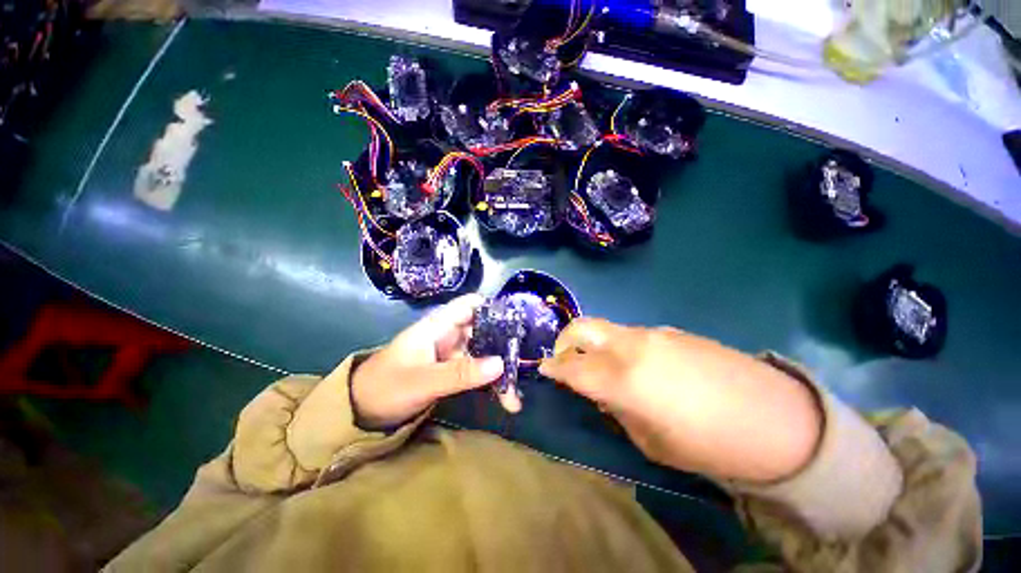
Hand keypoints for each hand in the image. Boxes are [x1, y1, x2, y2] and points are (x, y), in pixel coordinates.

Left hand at [351, 294, 505, 428]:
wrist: (362, 411)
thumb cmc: (386, 386)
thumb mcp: (423, 381)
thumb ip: (460, 372)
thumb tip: (500, 363)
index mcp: (440, 324)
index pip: (471, 305)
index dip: (495, 308)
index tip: (519, 322)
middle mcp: (450, 334)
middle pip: (484, 330)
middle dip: (505, 347)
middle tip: (525, 365)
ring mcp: (453, 353)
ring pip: (484, 354)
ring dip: (501, 371)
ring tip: (516, 397)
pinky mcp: (454, 370)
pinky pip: (478, 371)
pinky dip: (491, 383)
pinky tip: (505, 399)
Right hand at [540, 319, 822, 482]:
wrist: (778, 419)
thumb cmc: (709, 444)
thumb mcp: (652, 441)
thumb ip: (617, 409)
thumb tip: (601, 392)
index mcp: (623, 378)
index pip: (572, 367)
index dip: (553, 367)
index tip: (543, 369)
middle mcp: (631, 346)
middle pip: (582, 328)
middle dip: (564, 342)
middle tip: (564, 360)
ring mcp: (652, 333)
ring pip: (607, 329)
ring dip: (594, 345)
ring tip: (605, 369)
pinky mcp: (671, 331)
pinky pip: (631, 334)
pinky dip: (620, 346)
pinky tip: (640, 367)